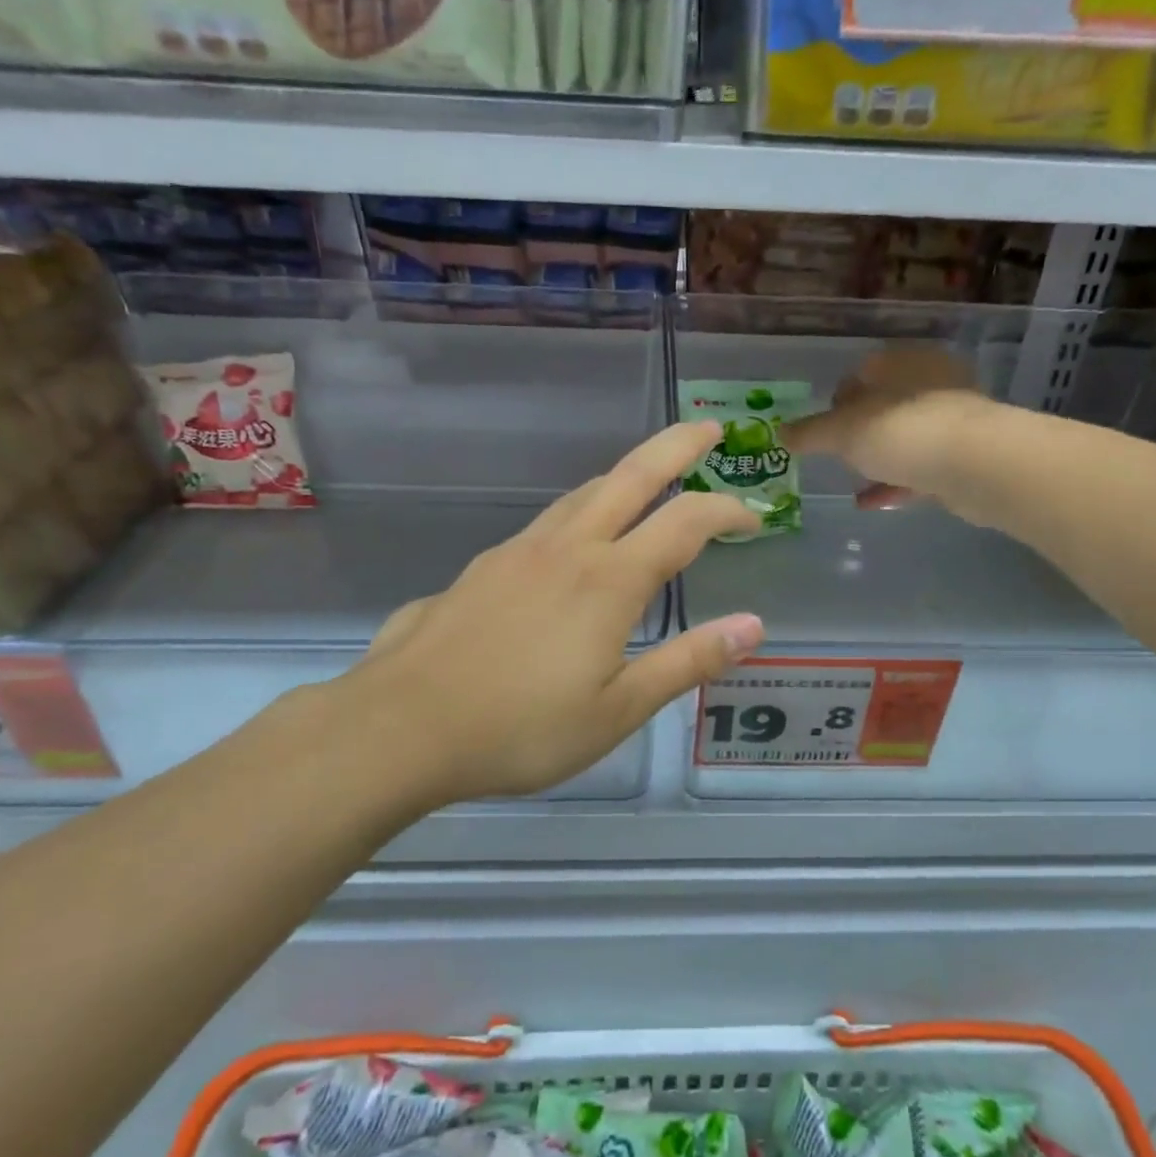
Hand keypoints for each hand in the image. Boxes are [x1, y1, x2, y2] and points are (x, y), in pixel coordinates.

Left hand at [320, 423, 762, 803]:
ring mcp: (520, 550)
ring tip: (652, 481)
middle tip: (710, 427)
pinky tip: (576, 539)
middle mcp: (568, 548)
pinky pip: (550, 520)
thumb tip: (753, 625)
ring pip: (585, 492)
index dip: (727, 511)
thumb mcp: (617, 710)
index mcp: (609, 580)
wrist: (401, 726)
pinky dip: (583, 509)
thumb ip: (687, 662)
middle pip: (632, 475)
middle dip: (678, 446)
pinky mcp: (484, 565)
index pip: (685, 523)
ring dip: (627, 477)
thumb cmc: (520, 729)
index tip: (753, 518)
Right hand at [784, 350, 997, 513]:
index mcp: (901, 363)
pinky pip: (920, 467)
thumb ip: (810, 433)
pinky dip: (895, 482)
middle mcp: (930, 383)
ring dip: (878, 459)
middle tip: (837, 454)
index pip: (861, 373)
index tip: (821, 428)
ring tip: (851, 480)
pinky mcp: (965, 456)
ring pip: (905, 437)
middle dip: (859, 431)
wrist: (976, 465)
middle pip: (885, 405)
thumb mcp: (842, 432)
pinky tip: (870, 502)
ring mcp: (952, 420)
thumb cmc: (901, 432)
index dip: (837, 400)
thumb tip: (781, 433)